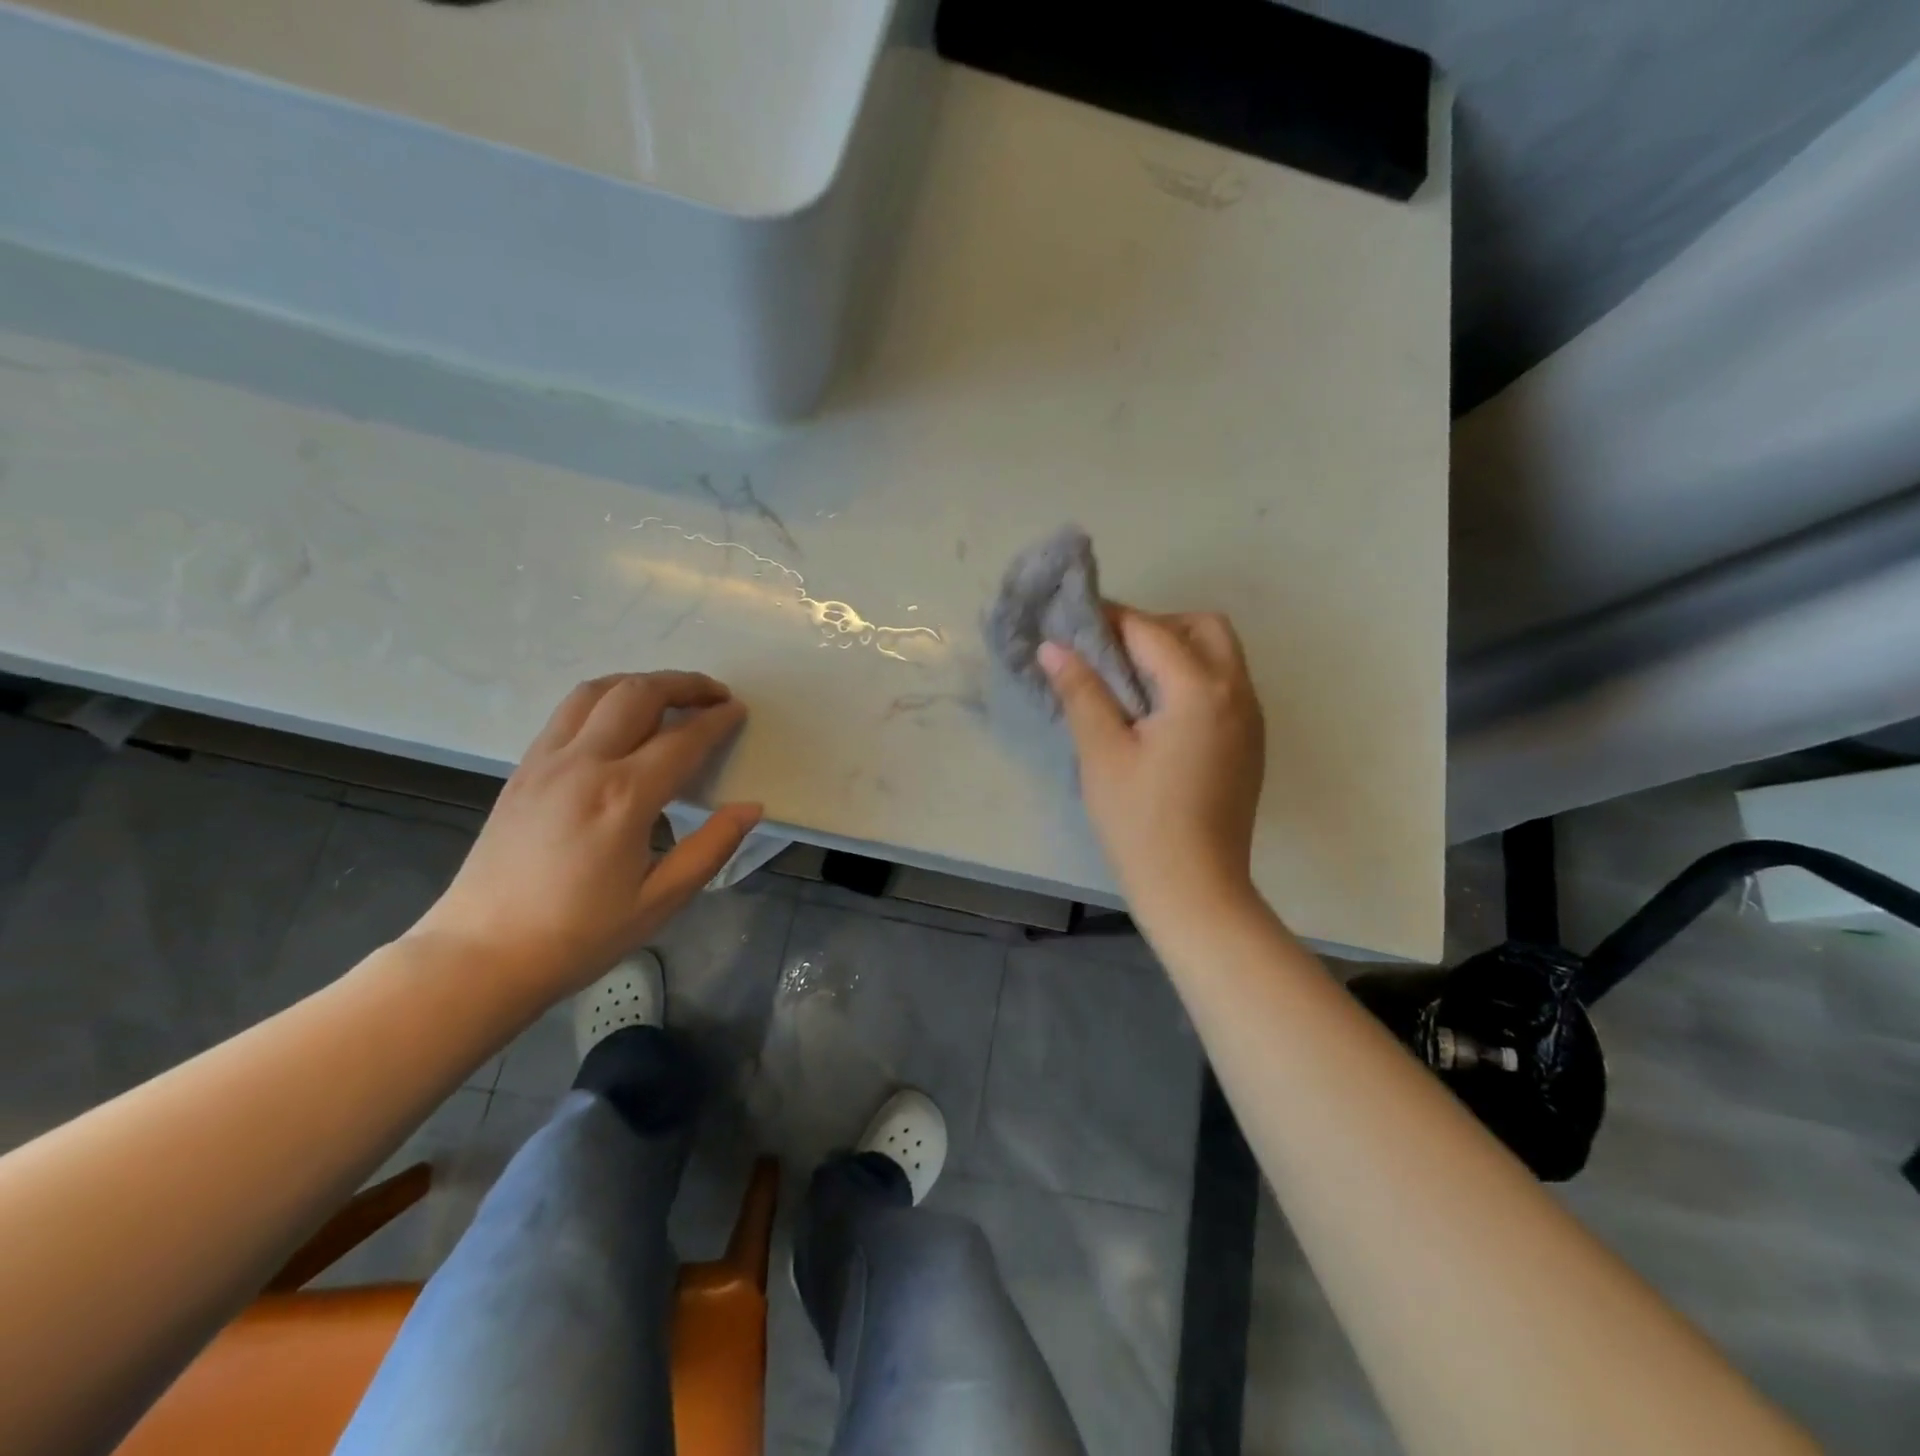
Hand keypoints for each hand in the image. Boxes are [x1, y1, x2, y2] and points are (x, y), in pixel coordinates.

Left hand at [413, 672, 761, 1000]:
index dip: (717, 720)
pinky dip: (604, 700)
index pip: (683, 739)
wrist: (480, 956)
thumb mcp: (660, 901)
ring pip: (596, 692)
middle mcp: (583, 764)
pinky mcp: (522, 770)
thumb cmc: (579, 935)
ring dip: (640, 683)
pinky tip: (619, 721)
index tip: (739, 711)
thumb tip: (751, 808)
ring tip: (669, 696)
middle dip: (684, 684)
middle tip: (714, 694)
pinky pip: (568, 713)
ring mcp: (546, 762)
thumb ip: (711, 847)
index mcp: (623, 797)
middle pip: (638, 694)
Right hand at [1039, 606, 1265, 922]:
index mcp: (1200, 690)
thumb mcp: (1103, 753)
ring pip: (1220, 656)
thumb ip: (1082, 691)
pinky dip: (1193, 680)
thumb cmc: (1141, 822)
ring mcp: (1251, 720)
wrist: (1196, 890)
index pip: (1151, 631)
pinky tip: (1157, 715)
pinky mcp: (1250, 744)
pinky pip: (1225, 688)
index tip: (1074, 621)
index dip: (1110, 620)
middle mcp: (1237, 693)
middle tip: (1112, 654)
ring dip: (1178, 651)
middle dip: (1156, 626)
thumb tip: (1054, 647)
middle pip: (1203, 628)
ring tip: (1130, 683)